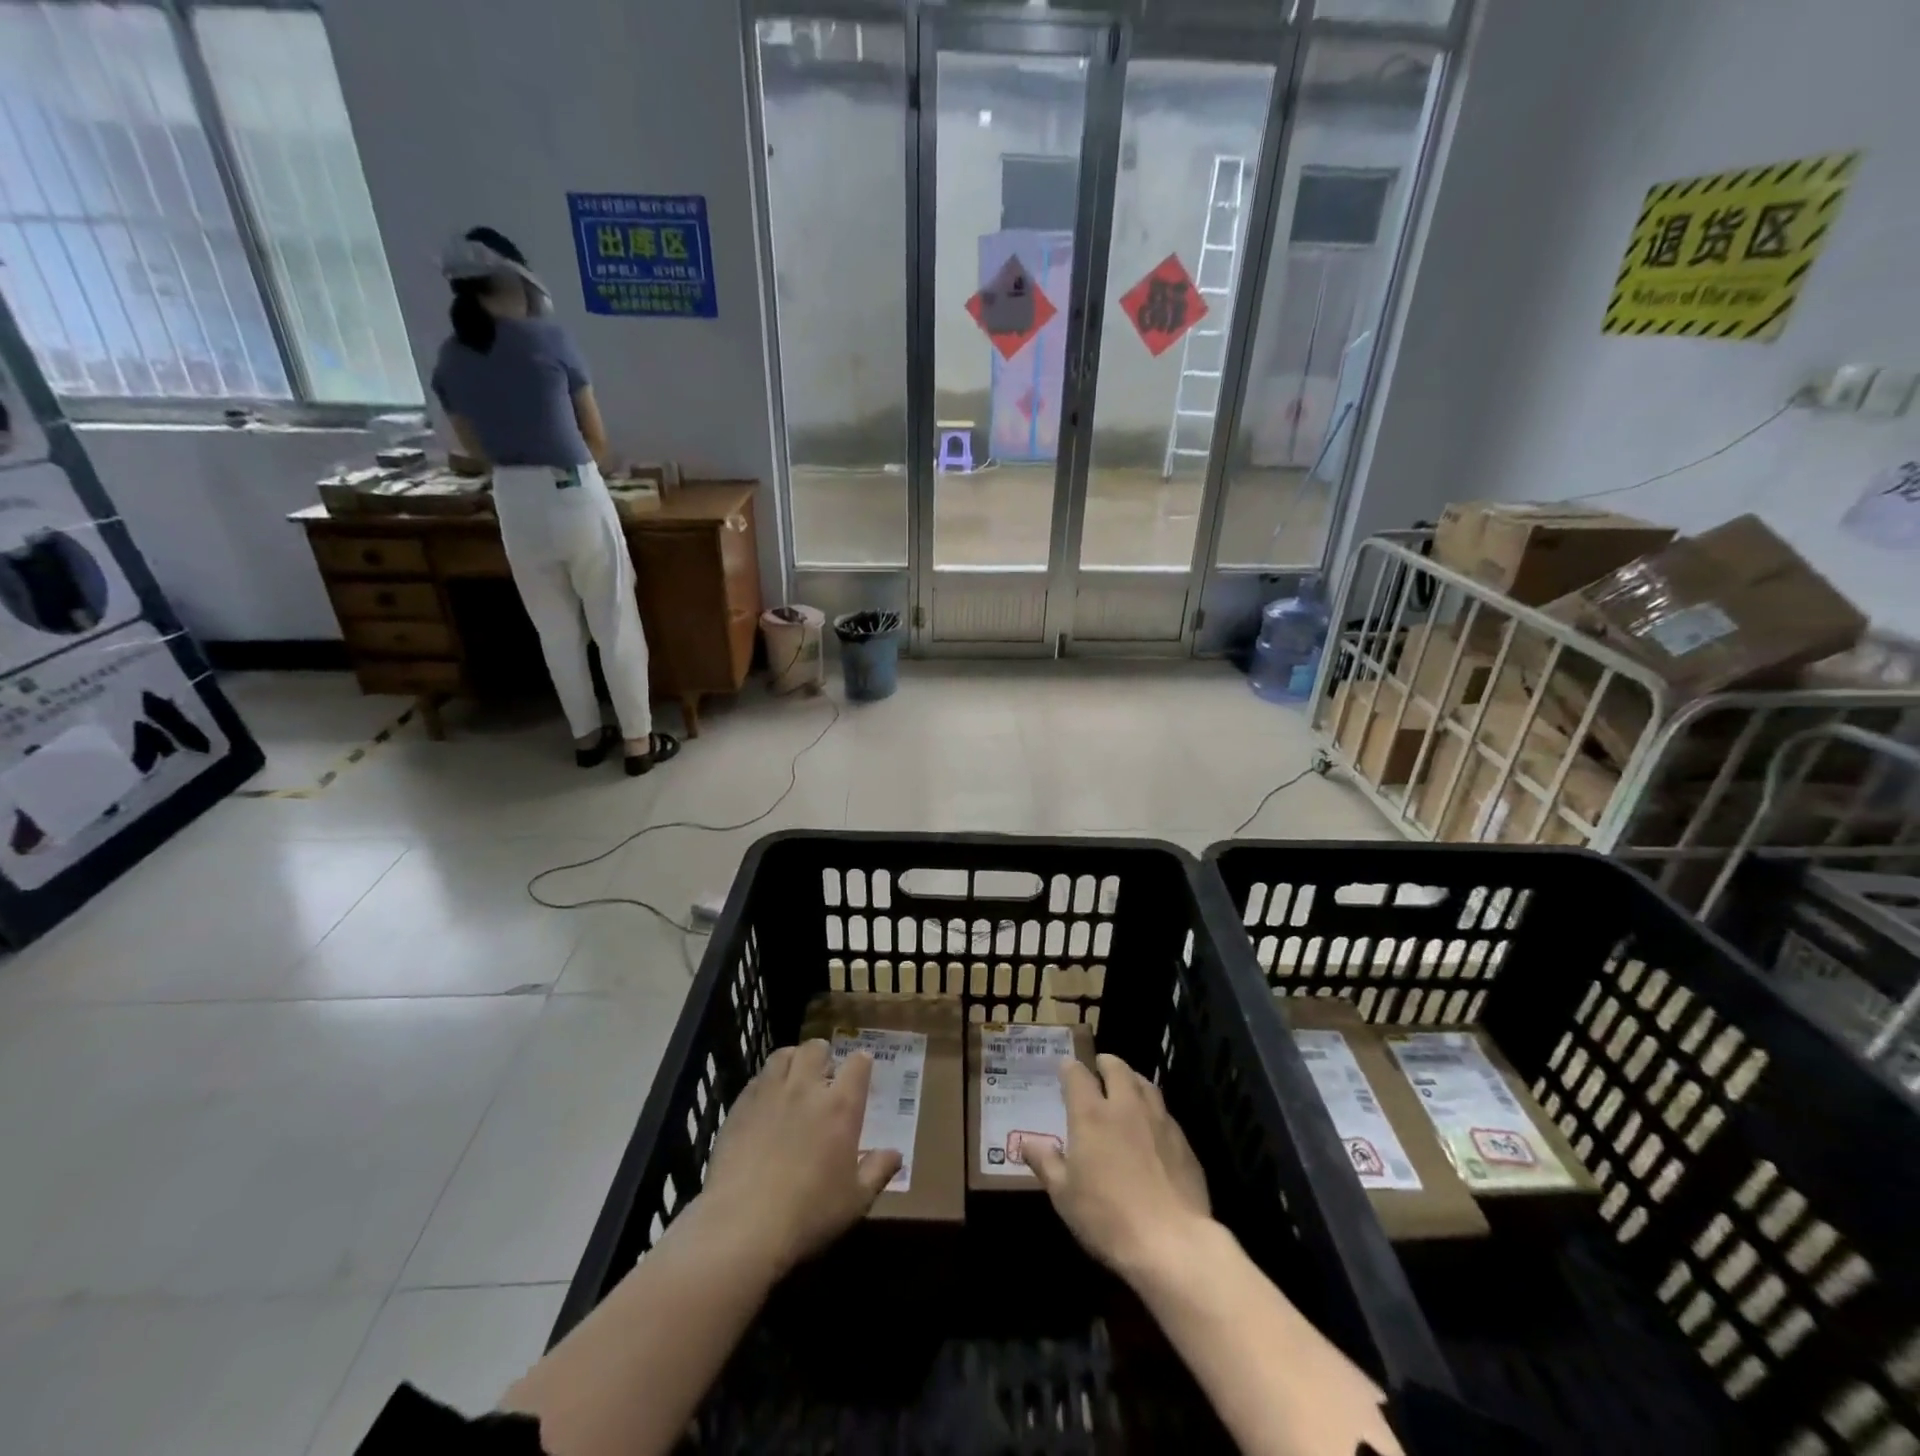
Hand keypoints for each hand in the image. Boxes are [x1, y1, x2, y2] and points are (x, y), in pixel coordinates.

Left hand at [696, 1040, 900, 1276]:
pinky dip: (765, 1083)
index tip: (862, 1071)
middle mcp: (806, 1088)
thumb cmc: (809, 1214)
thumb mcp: (856, 1200)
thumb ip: (878, 1171)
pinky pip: (756, 1079)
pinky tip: (765, 1104)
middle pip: (816, 1048)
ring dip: (793, 1060)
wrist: (742, 1227)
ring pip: (783, 1055)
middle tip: (824, 1074)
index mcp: (840, 1106)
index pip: (858, 1064)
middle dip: (824, 1055)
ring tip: (794, 1079)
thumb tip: (896, 1154)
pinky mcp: (740, 1106)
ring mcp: (769, 1094)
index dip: (862, 1063)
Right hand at [1027, 1054, 1211, 1282]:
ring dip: (1132, 1080)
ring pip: (1145, 1084)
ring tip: (1126, 1088)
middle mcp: (1126, 1107)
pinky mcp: (1183, 1141)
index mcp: (1091, 1114)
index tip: (1065, 1070)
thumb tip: (1027, 1142)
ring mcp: (1158, 1121)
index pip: (1077, 1075)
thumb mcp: (1064, 1195)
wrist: (1172, 1243)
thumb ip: (1045, 1163)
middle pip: (1117, 1068)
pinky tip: (1151, 1128)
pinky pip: (1165, 1112)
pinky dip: (1153, 1110)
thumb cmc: (1108, 1217)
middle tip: (1098, 1070)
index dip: (1069, 1068)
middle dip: (1105, 1063)